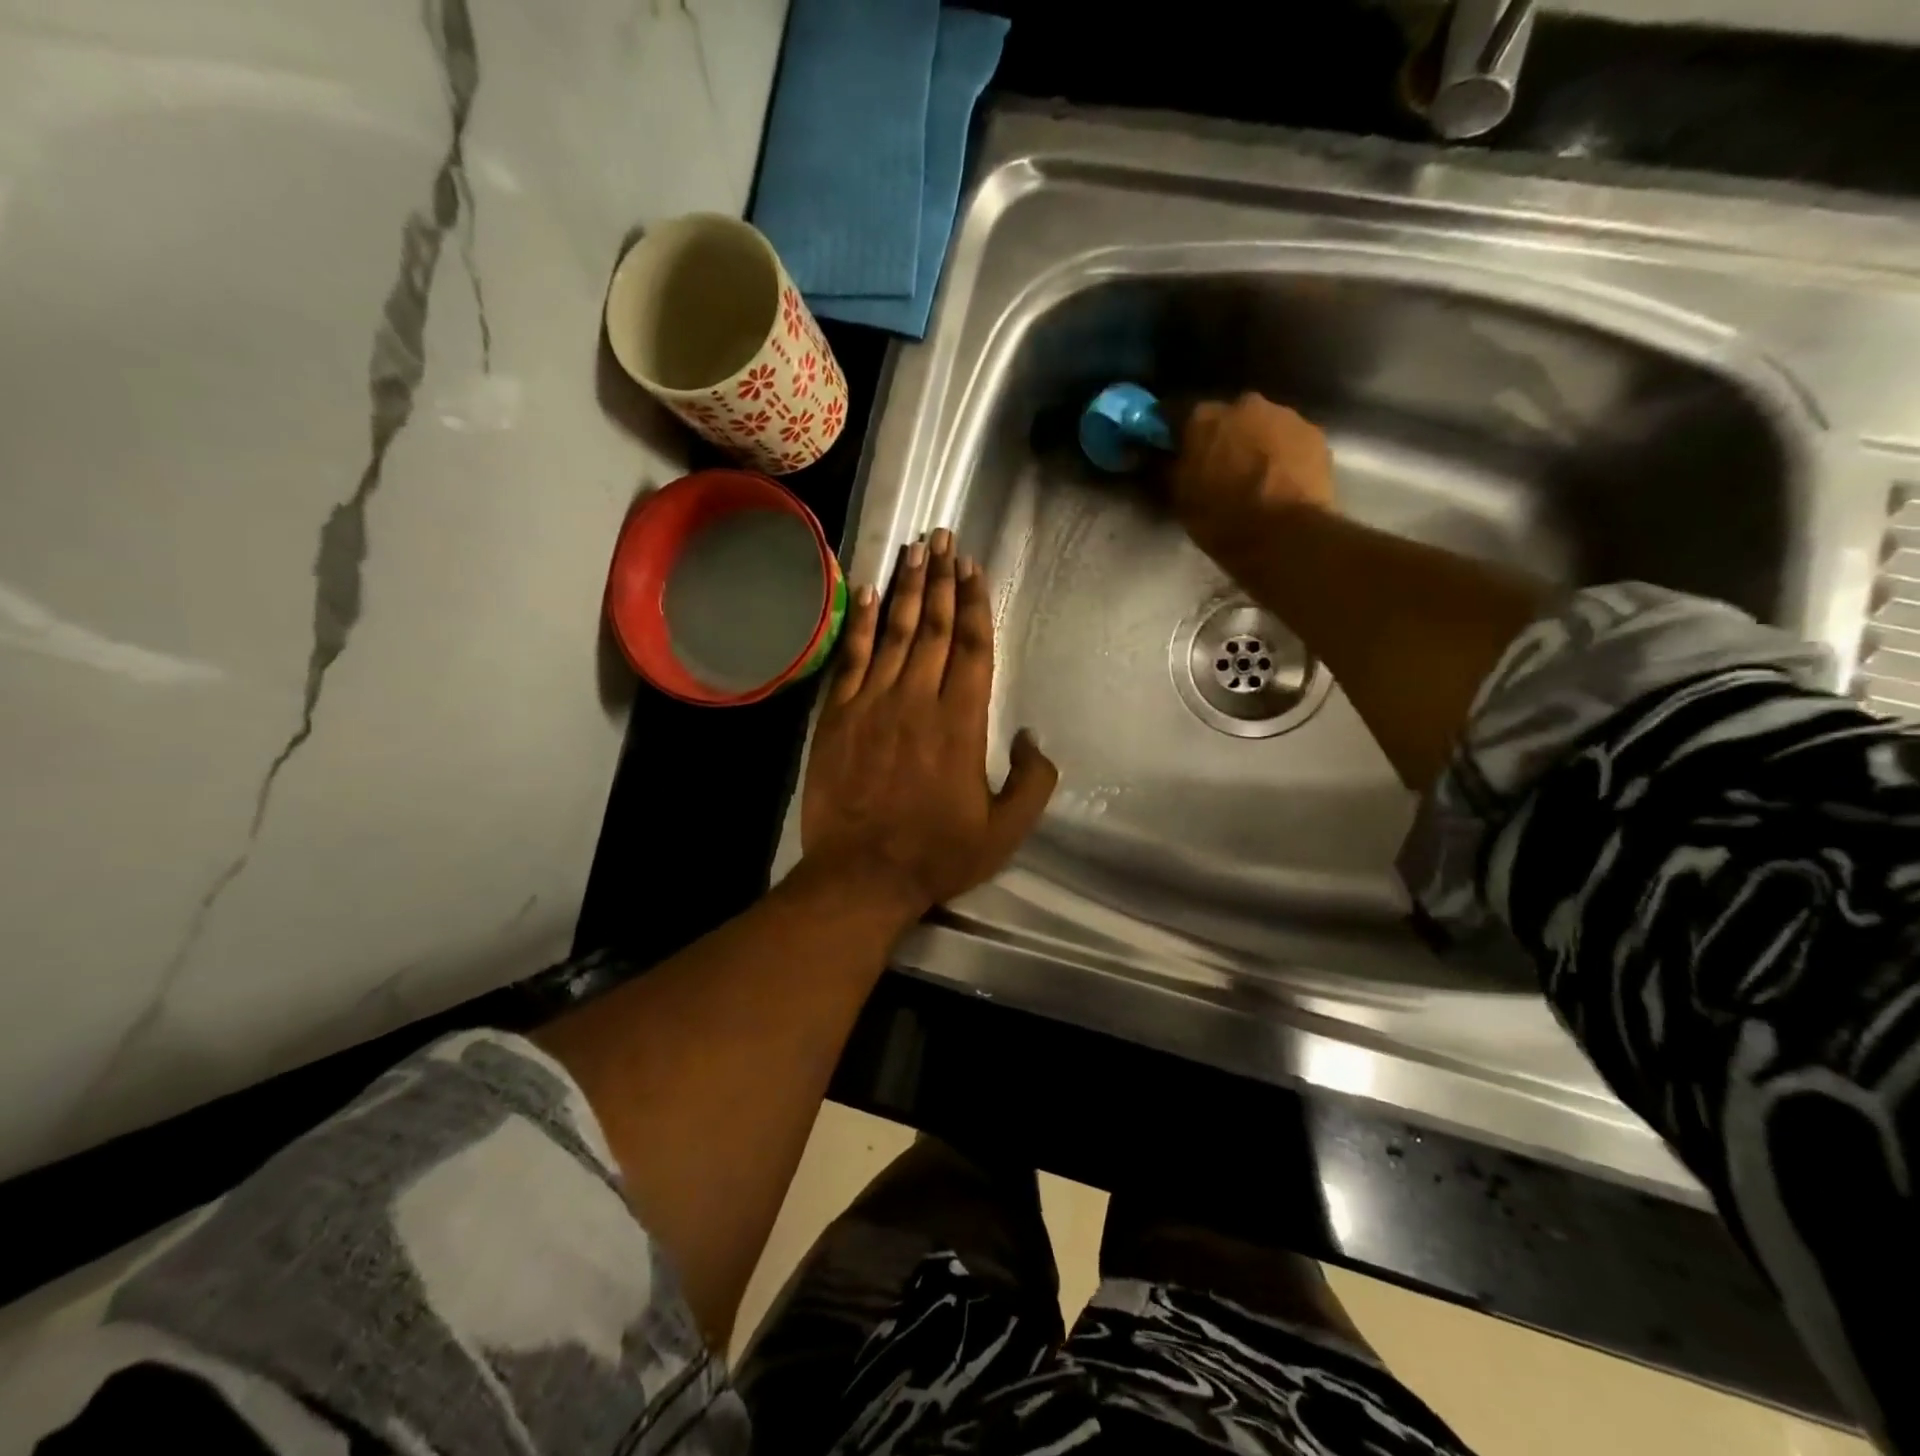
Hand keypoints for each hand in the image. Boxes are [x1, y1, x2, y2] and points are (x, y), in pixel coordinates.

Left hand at [800, 528, 1057, 921]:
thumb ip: (1032, 781)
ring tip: (914, 549)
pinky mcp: (838, 716)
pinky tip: (865, 591)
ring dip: (906, 588)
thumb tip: (1032, 736)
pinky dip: (858, 622)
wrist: (862, 874)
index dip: (975, 604)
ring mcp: (873, 703)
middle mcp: (918, 699)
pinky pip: (850, 658)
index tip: (973, 568)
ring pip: (893, 632)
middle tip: (944, 537)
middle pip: (934, 627)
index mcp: (962, 722)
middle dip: (942, 579)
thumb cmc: (937, 854)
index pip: (972, 647)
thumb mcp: (1005, 830)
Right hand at [1169, 392, 1335, 563]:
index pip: (1178, 414)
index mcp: (1203, 417)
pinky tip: (1280, 480)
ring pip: (1262, 425)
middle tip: (1218, 466)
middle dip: (1221, 435)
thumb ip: (1167, 468)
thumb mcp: (1180, 498)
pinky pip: (1290, 440)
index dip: (1175, 433)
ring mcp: (1285, 415)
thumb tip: (1158, 455)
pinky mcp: (1315, 434)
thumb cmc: (1221, 519)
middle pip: (1227, 416)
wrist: (1283, 536)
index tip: (1173, 449)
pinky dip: (1283, 454)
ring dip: (1255, 442)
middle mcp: (1245, 404)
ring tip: (1254, 476)